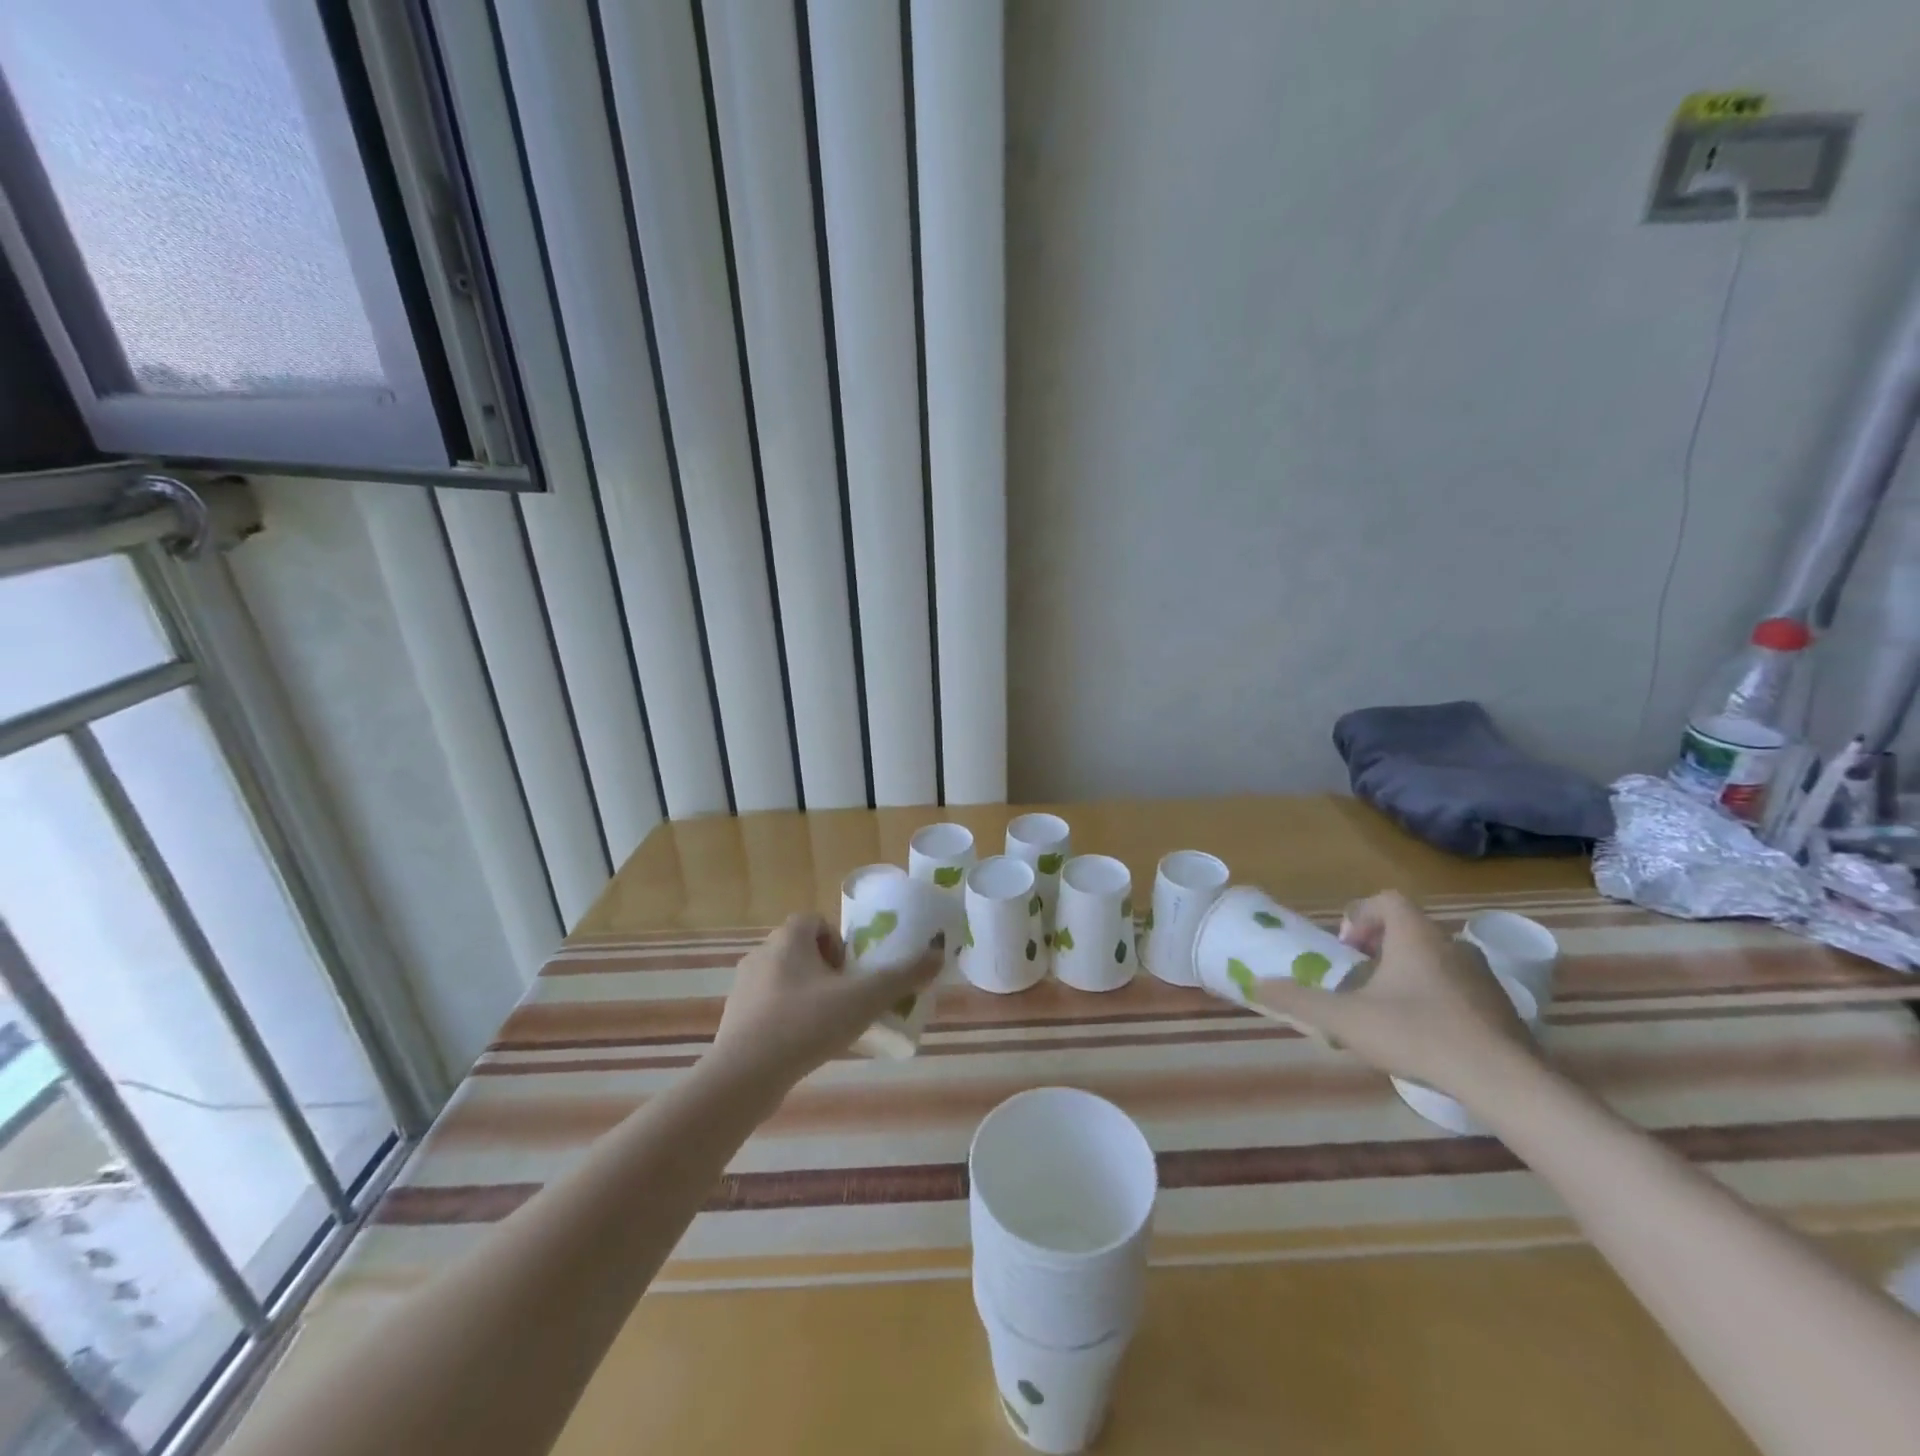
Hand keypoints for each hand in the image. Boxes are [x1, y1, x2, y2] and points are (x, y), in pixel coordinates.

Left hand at [707, 913, 942, 1090]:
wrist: (744, 1076)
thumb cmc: (806, 1023)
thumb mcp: (864, 999)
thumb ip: (902, 976)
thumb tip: (937, 955)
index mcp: (788, 938)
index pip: (816, 921)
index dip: (839, 942)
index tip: (854, 972)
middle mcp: (761, 954)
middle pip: (801, 950)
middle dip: (827, 970)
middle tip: (848, 999)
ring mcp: (743, 987)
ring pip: (784, 979)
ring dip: (807, 994)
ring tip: (828, 1026)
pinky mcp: (734, 1019)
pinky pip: (768, 1007)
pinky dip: (787, 1018)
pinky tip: (802, 1046)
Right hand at [1249, 890, 1537, 1096]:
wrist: (1505, 1082)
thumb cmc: (1418, 1035)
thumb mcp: (1346, 1019)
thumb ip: (1299, 1000)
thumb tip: (1256, 984)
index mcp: (1416, 936)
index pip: (1386, 900)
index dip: (1360, 916)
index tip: (1347, 951)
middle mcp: (1451, 945)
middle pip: (1409, 929)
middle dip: (1380, 948)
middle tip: (1360, 979)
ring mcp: (1483, 976)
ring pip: (1435, 959)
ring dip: (1409, 973)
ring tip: (1389, 1009)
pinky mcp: (1503, 1008)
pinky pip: (1460, 987)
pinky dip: (1437, 999)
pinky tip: (1426, 1035)